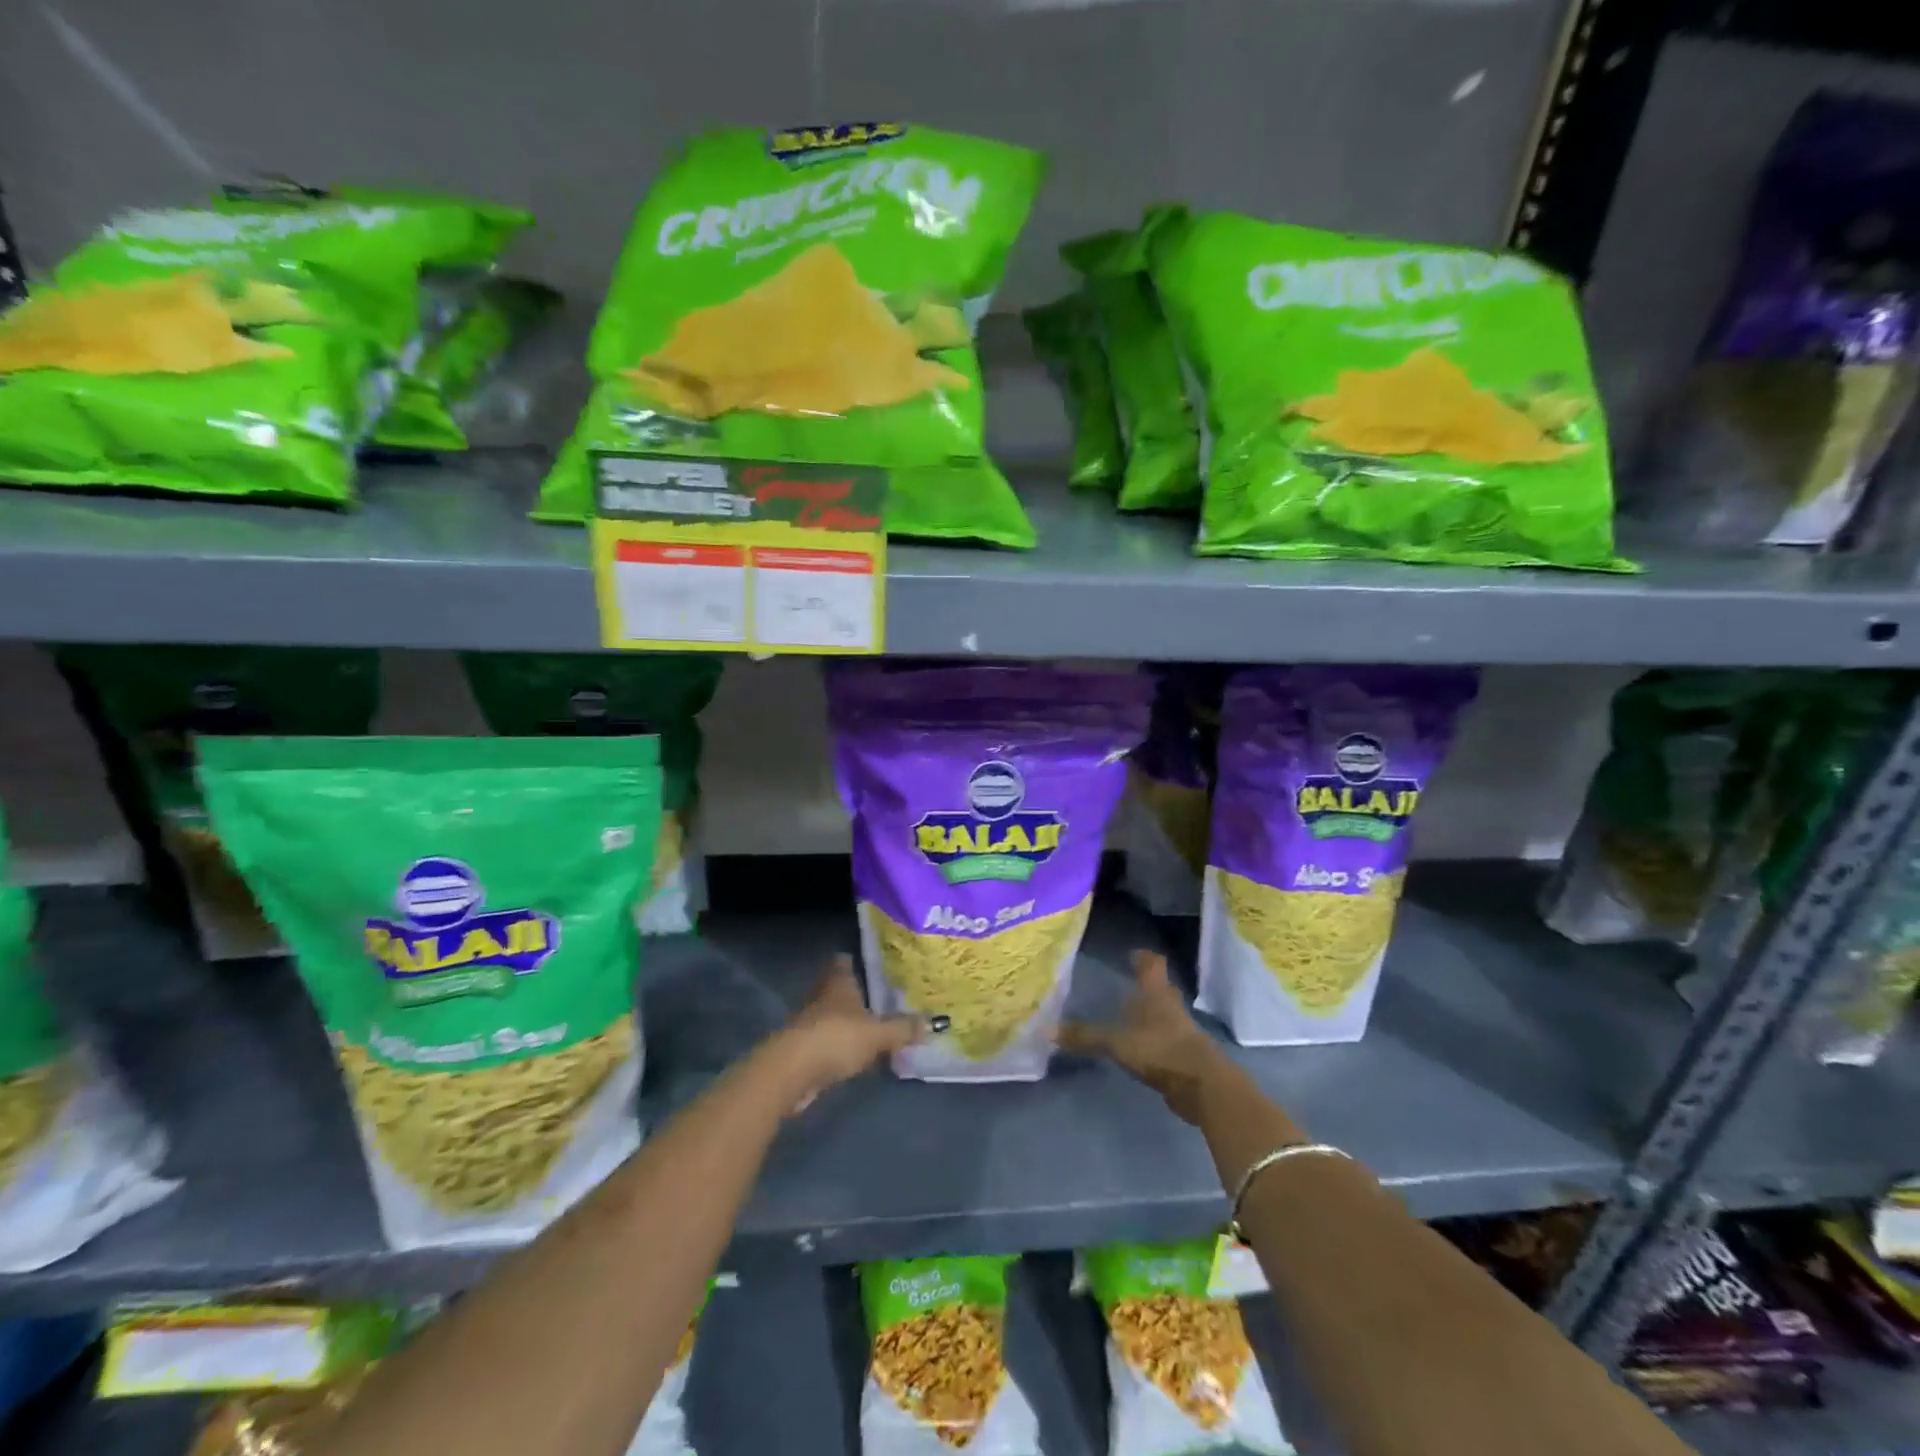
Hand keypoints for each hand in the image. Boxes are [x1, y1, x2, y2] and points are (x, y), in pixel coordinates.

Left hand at [765, 955, 917, 1111]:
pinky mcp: (802, 1051)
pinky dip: (838, 1045)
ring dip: (845, 1021)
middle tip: (876, 995)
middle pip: (836, 989)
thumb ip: (903, 1029)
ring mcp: (808, 1024)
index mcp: (837, 984)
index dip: (853, 961)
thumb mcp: (878, 1034)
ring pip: (830, 1016)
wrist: (791, 1073)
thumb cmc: (836, 1038)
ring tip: (869, 1025)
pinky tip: (853, 1054)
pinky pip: (825, 1042)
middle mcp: (820, 998)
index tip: (868, 961)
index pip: (842, 963)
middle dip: (852, 993)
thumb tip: (934, 1023)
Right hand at [1057, 950, 1233, 1124]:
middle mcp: (1170, 1005)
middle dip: (1144, 984)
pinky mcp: (1184, 1054)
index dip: (1143, 957)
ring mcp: (1180, 1030)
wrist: (1203, 1086)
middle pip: (1159, 986)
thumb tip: (1044, 1029)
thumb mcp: (1116, 1042)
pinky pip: (1165, 1038)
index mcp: (1156, 992)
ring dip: (1149, 1011)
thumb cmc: (1160, 1050)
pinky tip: (1138, 1045)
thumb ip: (1084, 1036)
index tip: (1131, 953)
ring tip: (1127, 1014)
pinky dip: (1152, 1037)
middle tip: (1124, 982)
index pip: (1152, 963)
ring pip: (1163, 1012)